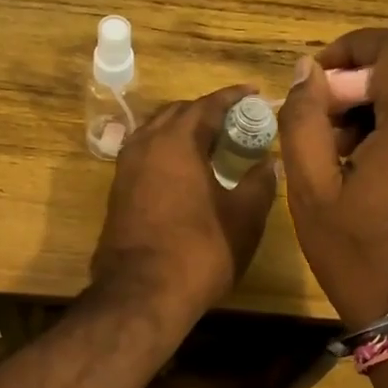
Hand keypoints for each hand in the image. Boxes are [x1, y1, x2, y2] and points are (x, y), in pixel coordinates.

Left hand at [91, 85, 277, 323]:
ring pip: (157, 132)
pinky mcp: (118, 191)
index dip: (234, 97)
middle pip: (178, 112)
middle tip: (237, 122)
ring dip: (184, 130)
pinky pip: (146, 155)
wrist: (141, 294)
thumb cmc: (199, 250)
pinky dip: (168, 151)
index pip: (208, 104)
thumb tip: (269, 161)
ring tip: (213, 143)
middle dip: (207, 111)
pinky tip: (187, 170)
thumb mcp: (243, 216)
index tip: (255, 93)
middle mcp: (146, 144)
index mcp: (177, 140)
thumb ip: (260, 182)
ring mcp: (126, 168)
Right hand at [279, 29, 387, 328]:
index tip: (315, 79)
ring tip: (335, 142)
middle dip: (360, 75)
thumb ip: (304, 120)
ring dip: (375, 99)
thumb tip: (305, 71)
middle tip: (321, 112)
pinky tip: (362, 162)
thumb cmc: (358, 255)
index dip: (352, 47)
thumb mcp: (311, 189)